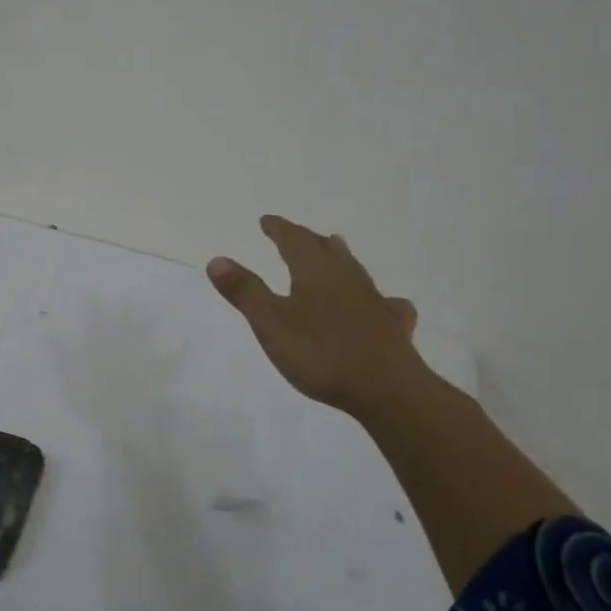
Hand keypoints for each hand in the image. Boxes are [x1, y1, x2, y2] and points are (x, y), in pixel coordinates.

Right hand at [207, 215, 432, 419]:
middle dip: (306, 239)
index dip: (279, 229)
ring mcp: (374, 300)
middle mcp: (346, 276)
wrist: (387, 389)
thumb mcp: (270, 322)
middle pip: (325, 248)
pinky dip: (376, 297)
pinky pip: (386, 303)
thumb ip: (245, 291)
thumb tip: (217, 259)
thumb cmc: (320, 352)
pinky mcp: (393, 326)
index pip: (293, 239)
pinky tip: (382, 305)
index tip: (267, 221)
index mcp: (314, 270)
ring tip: (334, 249)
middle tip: (294, 235)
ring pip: (354, 269)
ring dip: (339, 257)